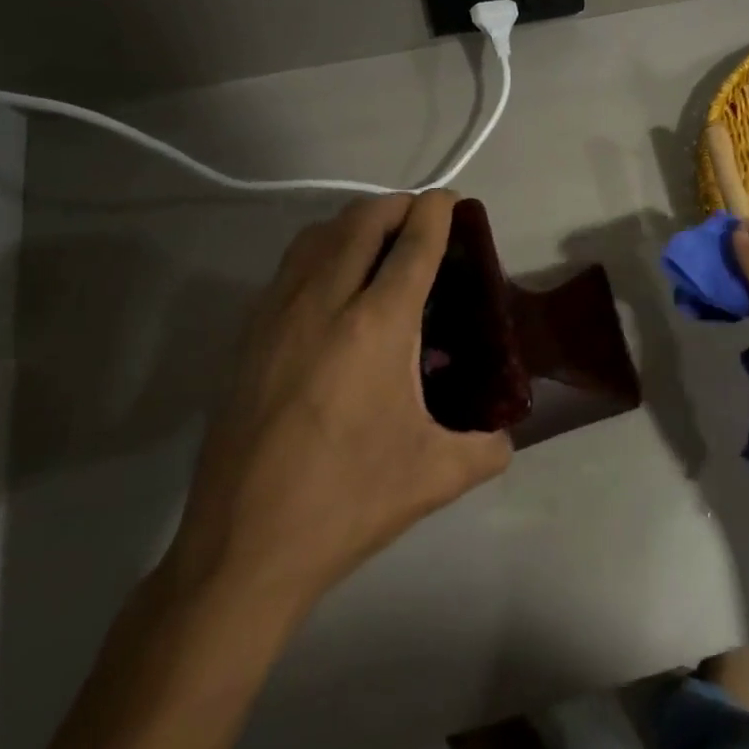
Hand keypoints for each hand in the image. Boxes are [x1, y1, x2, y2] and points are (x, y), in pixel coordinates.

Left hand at [166, 191, 511, 618]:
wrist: (243, 549)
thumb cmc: (348, 502)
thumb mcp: (437, 476)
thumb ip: (488, 449)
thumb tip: (505, 438)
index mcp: (377, 326)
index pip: (413, 245)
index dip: (436, 212)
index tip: (451, 199)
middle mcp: (324, 304)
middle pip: (361, 222)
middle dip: (396, 206)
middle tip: (421, 217)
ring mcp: (277, 317)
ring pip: (316, 237)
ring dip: (353, 222)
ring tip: (378, 240)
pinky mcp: (247, 339)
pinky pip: (289, 268)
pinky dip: (319, 251)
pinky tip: (333, 286)